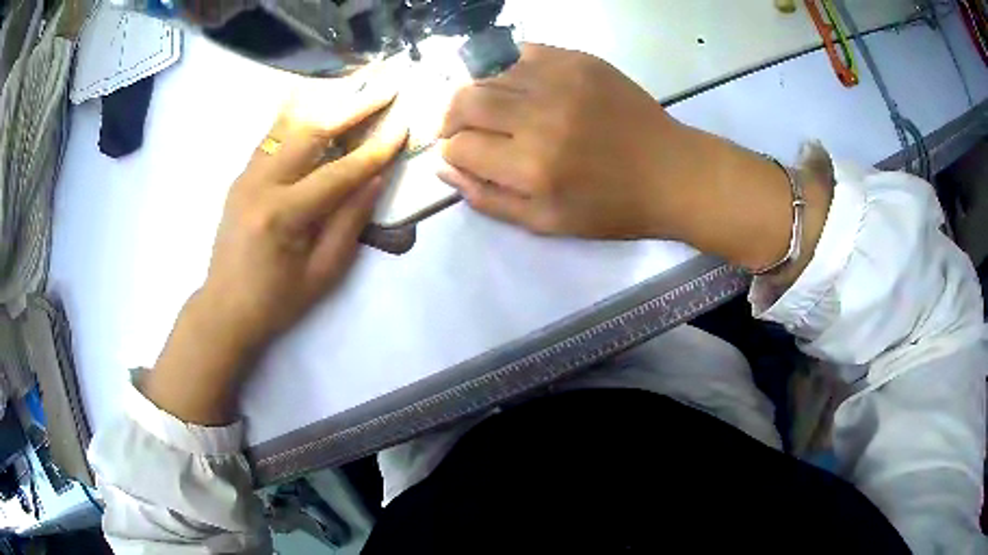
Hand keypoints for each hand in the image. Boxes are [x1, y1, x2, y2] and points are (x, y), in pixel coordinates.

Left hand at [144, 79, 408, 424]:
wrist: (224, 308)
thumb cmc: (276, 301)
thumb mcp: (322, 273)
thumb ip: (349, 223)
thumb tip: (374, 179)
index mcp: (284, 215)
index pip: (338, 172)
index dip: (374, 150)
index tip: (402, 127)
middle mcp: (261, 184)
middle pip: (311, 131)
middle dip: (353, 108)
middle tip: (384, 90)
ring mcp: (246, 176)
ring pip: (288, 125)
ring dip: (325, 104)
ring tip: (354, 88)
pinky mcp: (241, 176)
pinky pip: (271, 136)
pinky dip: (296, 116)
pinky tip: (314, 104)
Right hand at [439, 44, 831, 273]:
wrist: (673, 172)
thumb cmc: (613, 208)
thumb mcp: (547, 223)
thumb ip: (489, 199)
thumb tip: (446, 168)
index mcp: (533, 168)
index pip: (460, 147)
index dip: (452, 152)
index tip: (461, 155)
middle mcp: (541, 117)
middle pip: (464, 101)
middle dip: (450, 117)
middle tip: (460, 128)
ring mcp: (562, 81)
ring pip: (488, 73)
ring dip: (477, 92)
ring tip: (490, 108)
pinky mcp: (580, 60)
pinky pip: (522, 53)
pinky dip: (507, 68)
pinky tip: (517, 86)